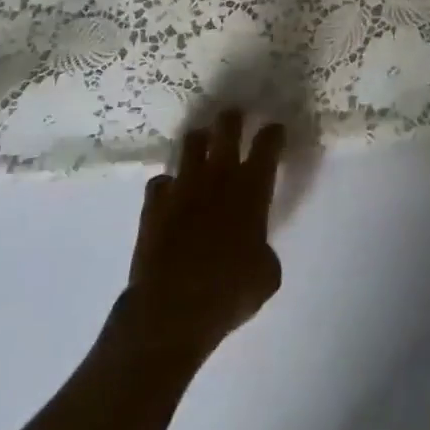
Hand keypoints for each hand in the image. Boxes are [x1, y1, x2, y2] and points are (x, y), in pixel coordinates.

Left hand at [122, 110, 285, 361]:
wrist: (172, 311)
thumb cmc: (228, 292)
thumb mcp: (266, 275)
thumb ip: (264, 249)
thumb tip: (256, 249)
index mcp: (252, 188)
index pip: (268, 143)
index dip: (273, 133)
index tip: (275, 131)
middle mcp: (219, 175)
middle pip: (227, 126)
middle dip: (233, 119)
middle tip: (235, 119)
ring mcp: (183, 185)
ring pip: (192, 142)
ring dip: (200, 142)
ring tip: (202, 146)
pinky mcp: (154, 203)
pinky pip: (161, 181)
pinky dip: (167, 185)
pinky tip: (170, 195)